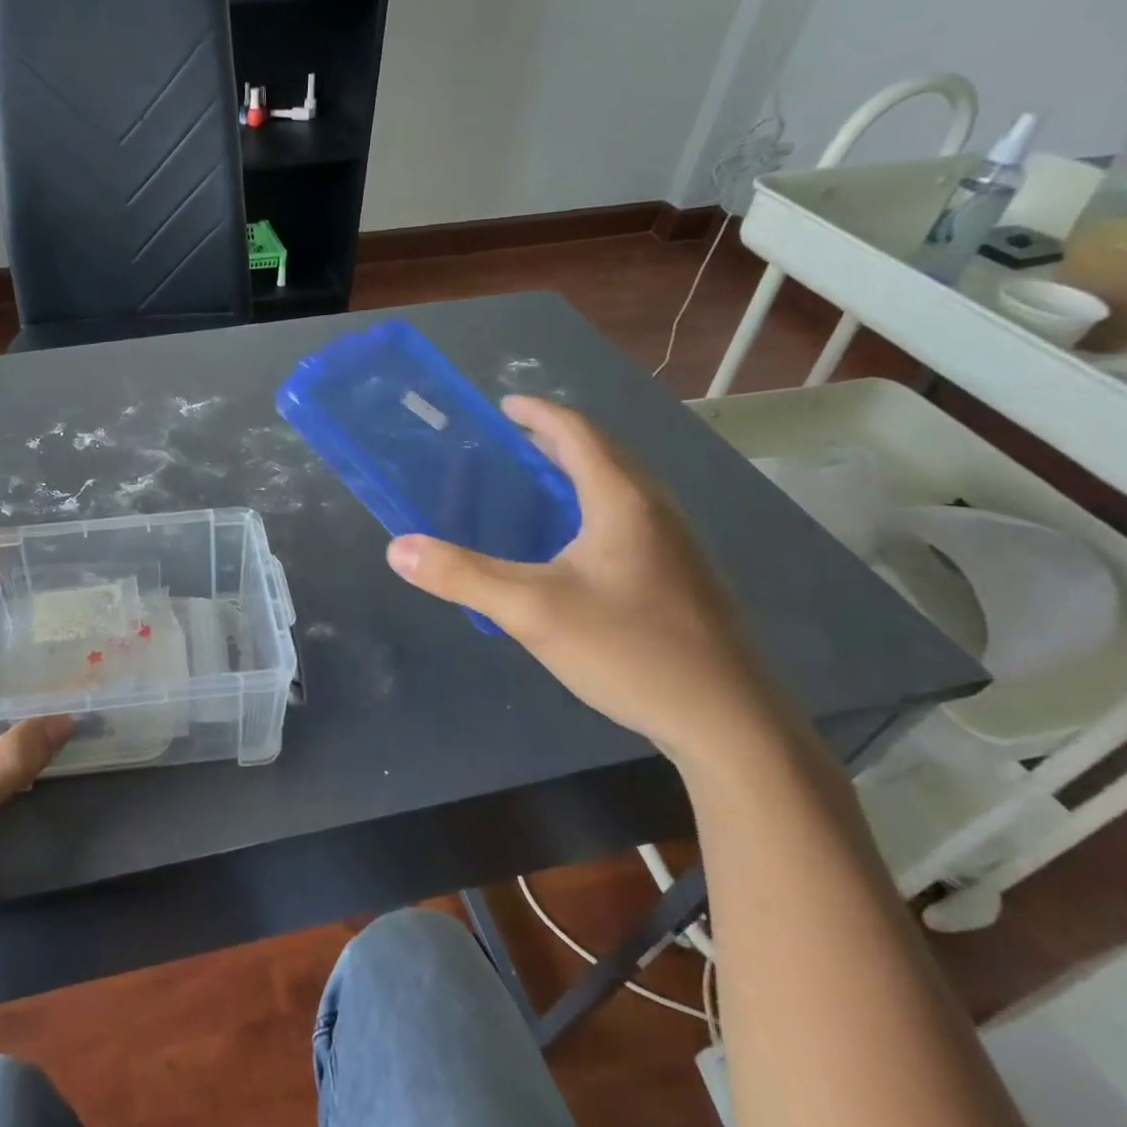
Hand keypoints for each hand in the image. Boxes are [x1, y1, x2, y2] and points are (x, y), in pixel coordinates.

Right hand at [384, 396, 790, 765]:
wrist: (727, 721)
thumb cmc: (628, 649)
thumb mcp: (530, 611)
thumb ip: (462, 576)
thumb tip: (398, 548)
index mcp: (622, 501)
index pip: (578, 434)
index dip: (539, 414)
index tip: (504, 405)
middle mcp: (656, 511)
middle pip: (604, 455)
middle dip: (556, 441)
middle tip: (512, 443)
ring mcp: (677, 547)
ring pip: (621, 489)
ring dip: (578, 474)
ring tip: (538, 486)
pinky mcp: (683, 579)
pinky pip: (631, 520)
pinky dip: (594, 508)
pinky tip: (574, 546)